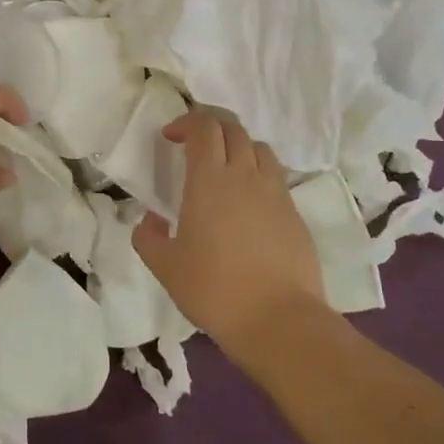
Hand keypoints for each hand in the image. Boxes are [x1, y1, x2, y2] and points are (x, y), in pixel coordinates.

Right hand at [132, 110, 327, 358]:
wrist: (280, 321)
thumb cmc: (214, 289)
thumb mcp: (164, 266)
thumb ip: (148, 236)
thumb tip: (152, 220)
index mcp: (209, 179)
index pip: (203, 127)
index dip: (185, 122)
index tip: (170, 137)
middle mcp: (245, 175)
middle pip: (233, 128)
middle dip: (211, 125)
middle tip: (194, 143)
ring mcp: (275, 193)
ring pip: (259, 148)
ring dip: (238, 146)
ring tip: (225, 168)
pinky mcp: (295, 214)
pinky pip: (276, 177)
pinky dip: (258, 174)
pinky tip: (248, 202)